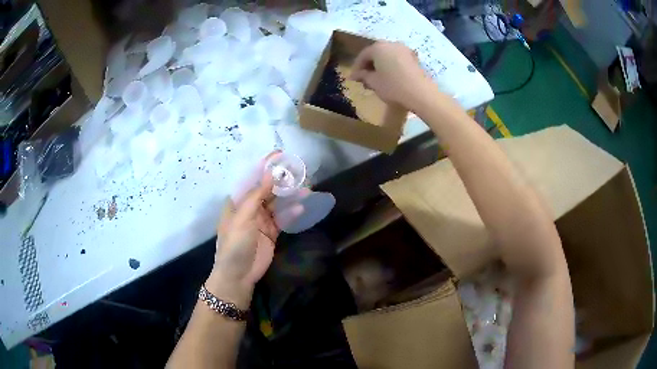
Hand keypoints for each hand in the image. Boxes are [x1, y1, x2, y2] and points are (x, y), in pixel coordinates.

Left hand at [207, 154, 303, 307]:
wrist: (238, 275)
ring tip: (306, 188)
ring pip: (277, 204)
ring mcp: (261, 221)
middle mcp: (249, 209)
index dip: (265, 167)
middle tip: (299, 171)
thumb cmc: (235, 244)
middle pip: (267, 190)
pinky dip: (291, 213)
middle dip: (281, 181)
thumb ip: (257, 195)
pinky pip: (283, 220)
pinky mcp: (271, 233)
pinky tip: (301, 207)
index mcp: (238, 202)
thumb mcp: (243, 218)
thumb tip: (270, 173)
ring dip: (290, 196)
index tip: (279, 154)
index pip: (252, 179)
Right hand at [350, 41, 433, 110]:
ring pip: (387, 55)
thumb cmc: (393, 86)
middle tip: (364, 78)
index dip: (357, 67)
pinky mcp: (413, 57)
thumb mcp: (374, 82)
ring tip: (377, 78)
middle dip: (369, 64)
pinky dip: (391, 65)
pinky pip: (397, 59)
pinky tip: (390, 76)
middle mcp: (391, 44)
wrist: (421, 93)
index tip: (354, 78)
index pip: (363, 55)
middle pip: (375, 52)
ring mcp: (404, 49)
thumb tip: (355, 75)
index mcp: (378, 47)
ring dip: (380, 65)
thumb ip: (363, 76)